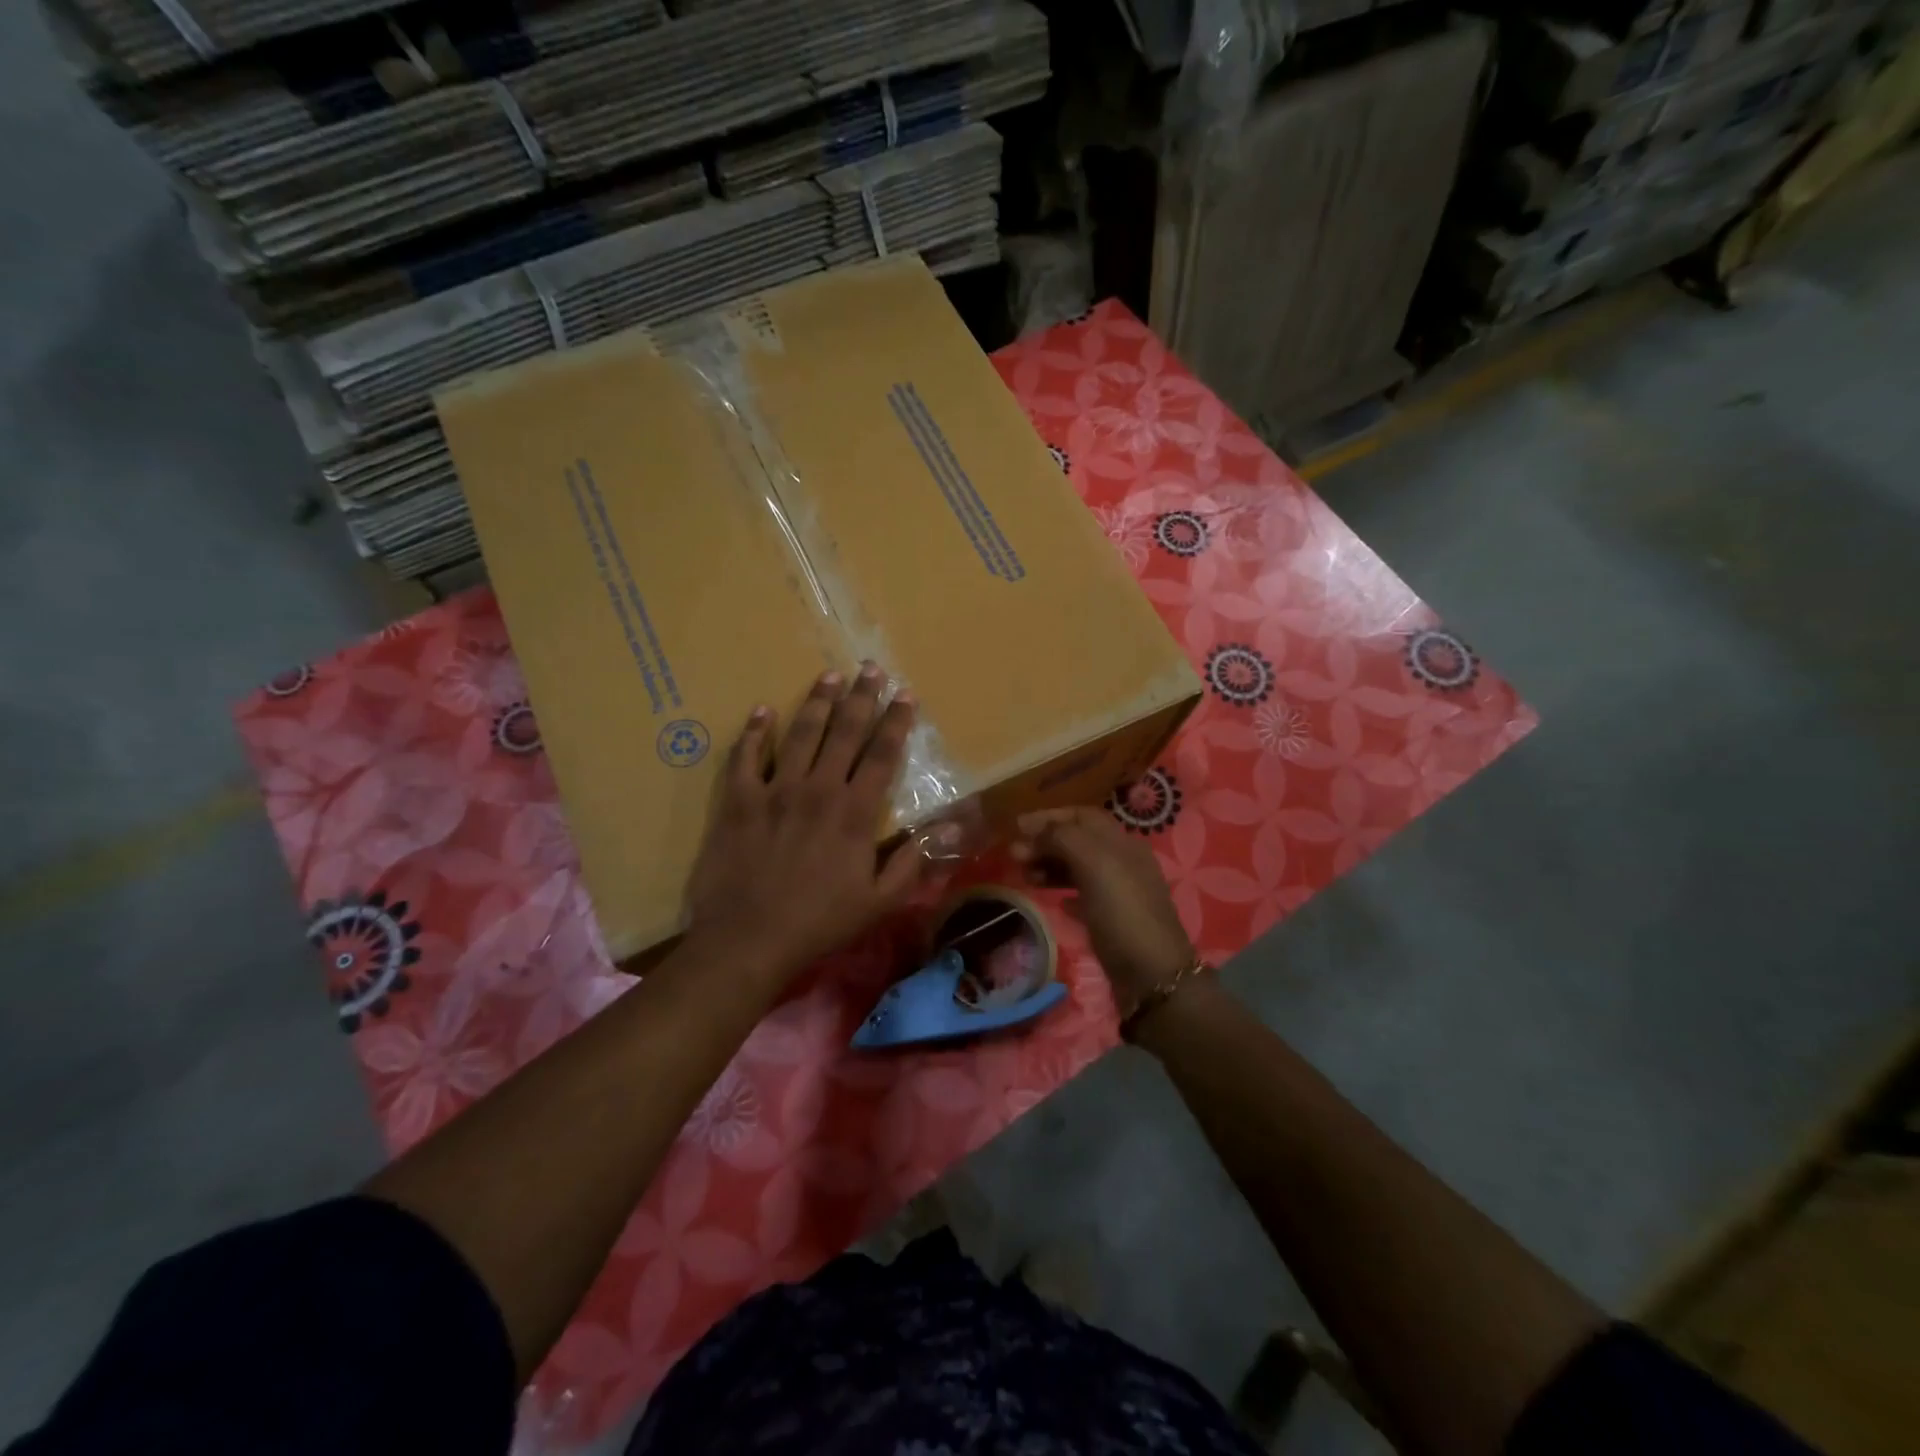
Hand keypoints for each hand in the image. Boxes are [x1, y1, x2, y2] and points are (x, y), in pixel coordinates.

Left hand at [685, 664, 935, 985]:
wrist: (748, 940)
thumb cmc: (819, 923)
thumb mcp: (879, 901)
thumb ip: (912, 861)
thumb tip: (947, 828)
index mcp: (854, 811)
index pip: (882, 754)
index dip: (896, 721)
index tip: (905, 694)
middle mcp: (818, 789)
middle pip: (844, 732)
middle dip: (861, 697)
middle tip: (870, 668)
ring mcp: (775, 790)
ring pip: (800, 734)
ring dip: (817, 702)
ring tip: (829, 676)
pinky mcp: (738, 800)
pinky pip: (745, 757)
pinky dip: (753, 732)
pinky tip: (761, 710)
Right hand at [1010, 806, 1195, 1012]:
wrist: (1153, 977)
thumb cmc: (1123, 913)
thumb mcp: (1094, 864)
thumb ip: (1064, 838)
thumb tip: (1035, 830)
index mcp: (1122, 843)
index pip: (1082, 816)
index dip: (1049, 816)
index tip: (1017, 827)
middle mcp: (1124, 862)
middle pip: (1079, 841)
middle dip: (1045, 842)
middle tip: (1013, 855)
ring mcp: (1120, 893)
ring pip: (1079, 868)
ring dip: (1050, 866)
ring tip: (1025, 876)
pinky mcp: (1114, 921)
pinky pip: (1084, 897)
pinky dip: (1064, 892)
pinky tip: (1053, 901)